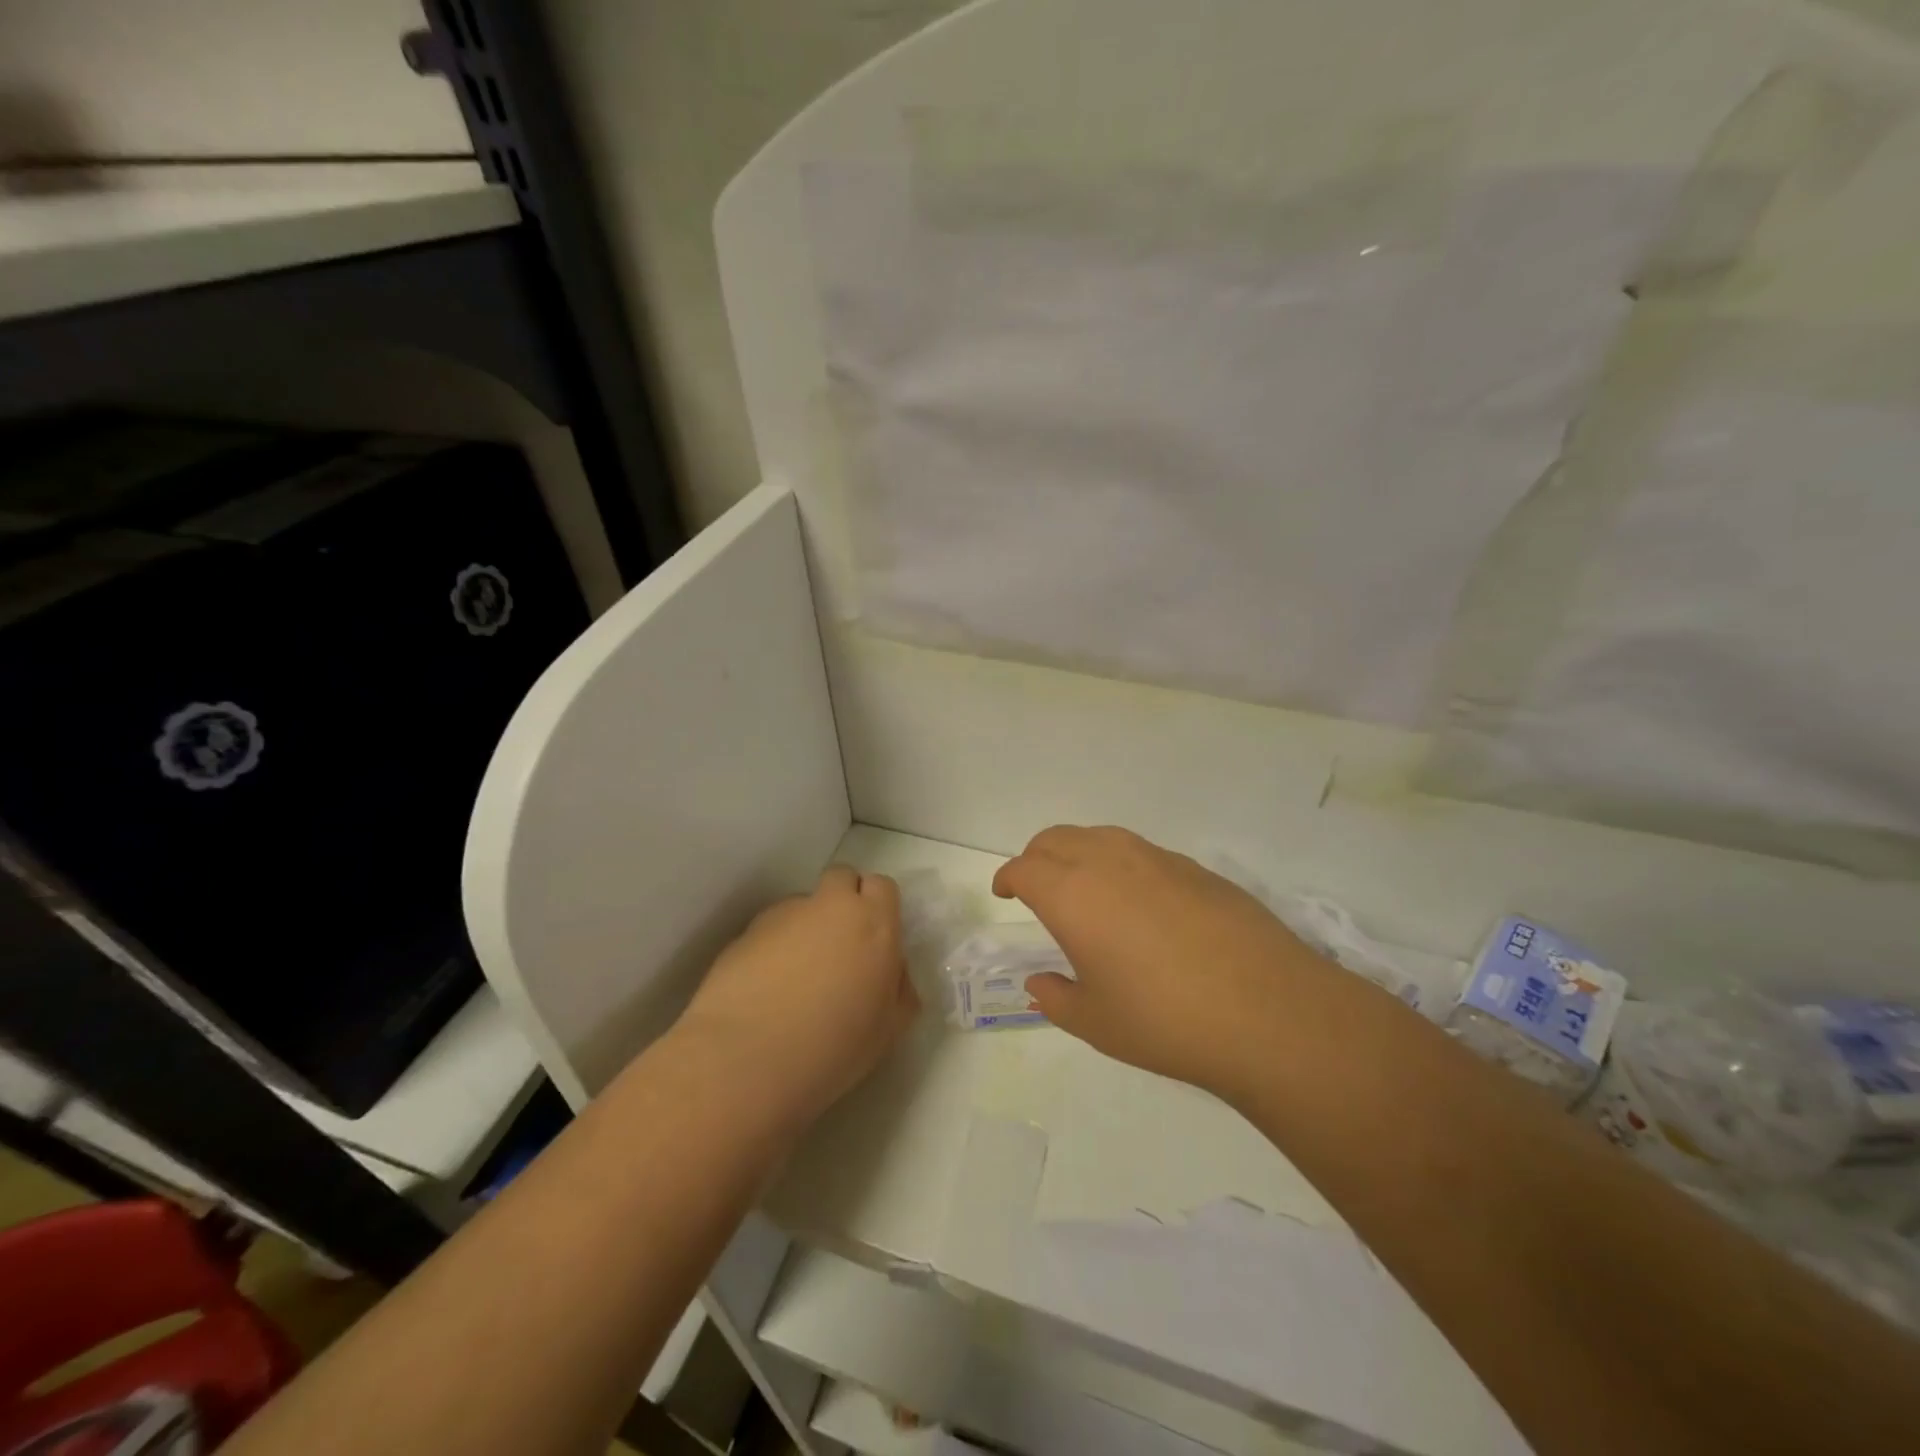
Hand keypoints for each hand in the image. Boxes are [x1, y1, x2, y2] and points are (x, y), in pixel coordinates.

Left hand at [679, 866, 918, 1134]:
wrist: (746, 1059)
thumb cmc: (832, 1047)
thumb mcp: (888, 1029)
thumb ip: (898, 988)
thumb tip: (892, 971)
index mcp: (873, 923)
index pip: (882, 886)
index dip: (878, 907)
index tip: (874, 940)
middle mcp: (829, 906)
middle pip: (841, 878)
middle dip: (843, 901)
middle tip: (840, 947)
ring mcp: (784, 914)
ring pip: (803, 904)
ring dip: (806, 926)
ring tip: (795, 977)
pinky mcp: (745, 931)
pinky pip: (770, 928)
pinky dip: (773, 947)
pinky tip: (766, 988)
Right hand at [993, 826, 1327, 1098]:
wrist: (1268, 1011)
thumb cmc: (1165, 1021)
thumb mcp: (1096, 1022)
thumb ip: (1056, 998)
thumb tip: (1040, 983)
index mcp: (1072, 895)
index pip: (1024, 868)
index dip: (1008, 878)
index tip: (1005, 893)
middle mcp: (1109, 862)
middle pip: (1056, 839)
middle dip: (1036, 857)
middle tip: (1037, 886)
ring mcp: (1156, 859)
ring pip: (1100, 836)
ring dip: (1078, 852)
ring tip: (1085, 887)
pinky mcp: (1196, 868)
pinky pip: (1141, 851)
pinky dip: (1121, 863)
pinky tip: (1140, 902)